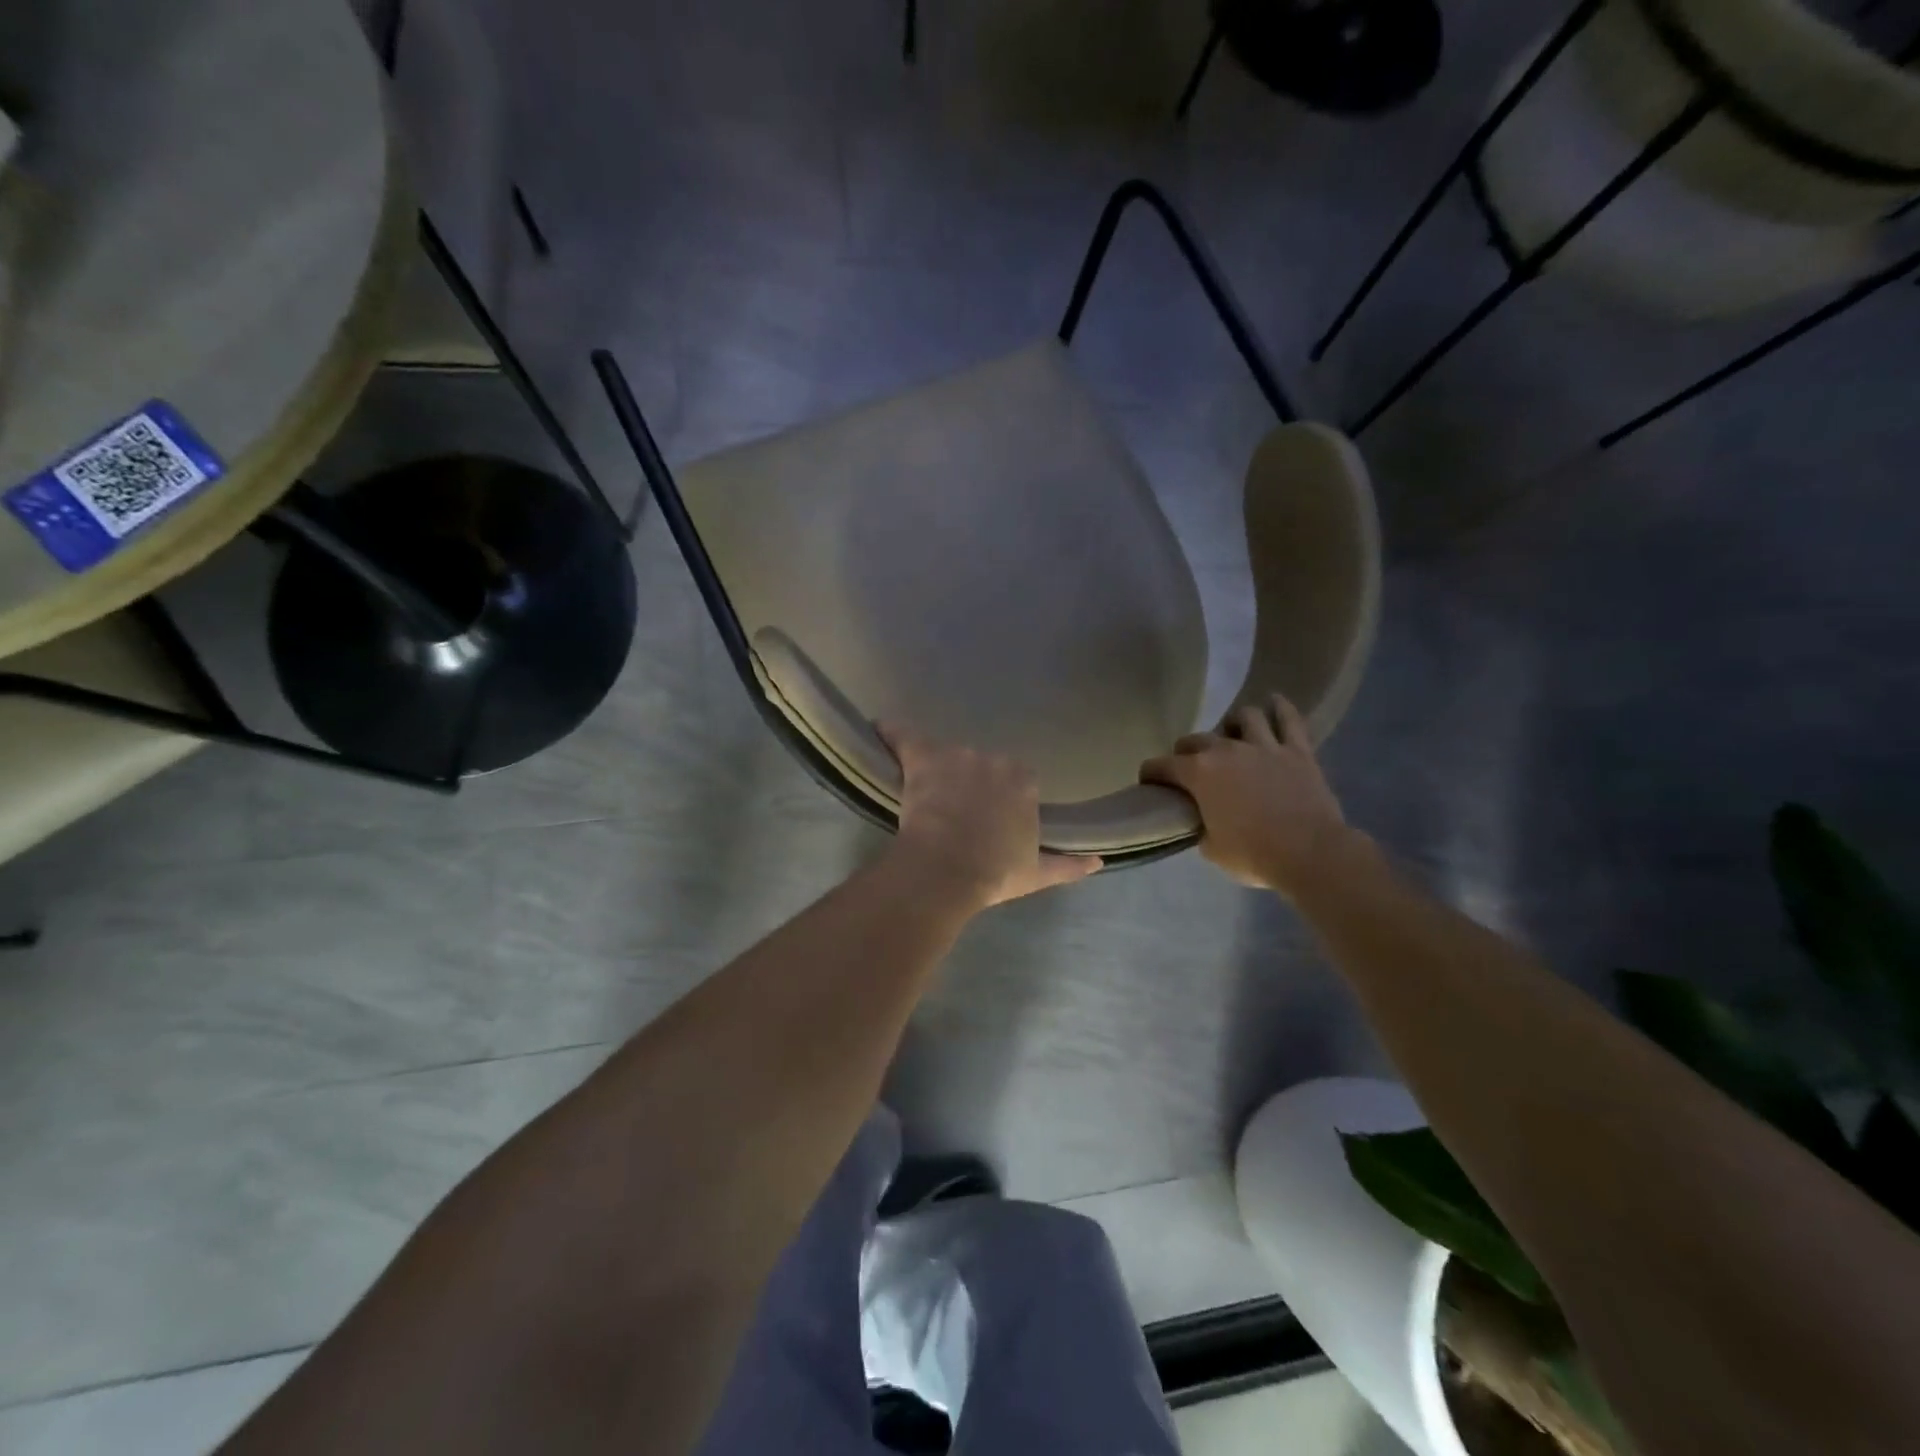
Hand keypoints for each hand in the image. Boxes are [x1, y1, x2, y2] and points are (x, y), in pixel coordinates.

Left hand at [877, 723, 1100, 909]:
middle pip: (983, 765)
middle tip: (957, 812)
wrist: (948, 868)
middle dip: (972, 783)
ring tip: (925, 794)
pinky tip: (879, 727)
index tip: (990, 817)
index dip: (1001, 798)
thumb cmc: (994, 872)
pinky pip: (904, 737)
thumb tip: (1100, 861)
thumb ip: (1069, 865)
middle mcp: (995, 760)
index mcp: (1025, 782)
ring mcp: (958, 755)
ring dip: (940, 769)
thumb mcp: (1036, 873)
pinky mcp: (922, 757)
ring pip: (948, 756)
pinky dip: (891, 733)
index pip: (1017, 780)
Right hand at [1140, 695, 1351, 894]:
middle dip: (1185, 751)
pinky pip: (1288, 719)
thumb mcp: (1212, 848)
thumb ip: (1200, 825)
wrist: (1310, 853)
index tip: (1149, 782)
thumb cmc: (1254, 854)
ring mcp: (1264, 746)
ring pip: (1243, 717)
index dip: (1151, 773)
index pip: (1162, 765)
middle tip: (1189, 767)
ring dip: (1232, 724)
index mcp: (1199, 773)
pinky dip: (1280, 708)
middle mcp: (1226, 750)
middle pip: (1196, 739)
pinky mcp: (1297, 750)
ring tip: (1232, 735)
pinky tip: (1274, 702)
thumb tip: (1202, 820)